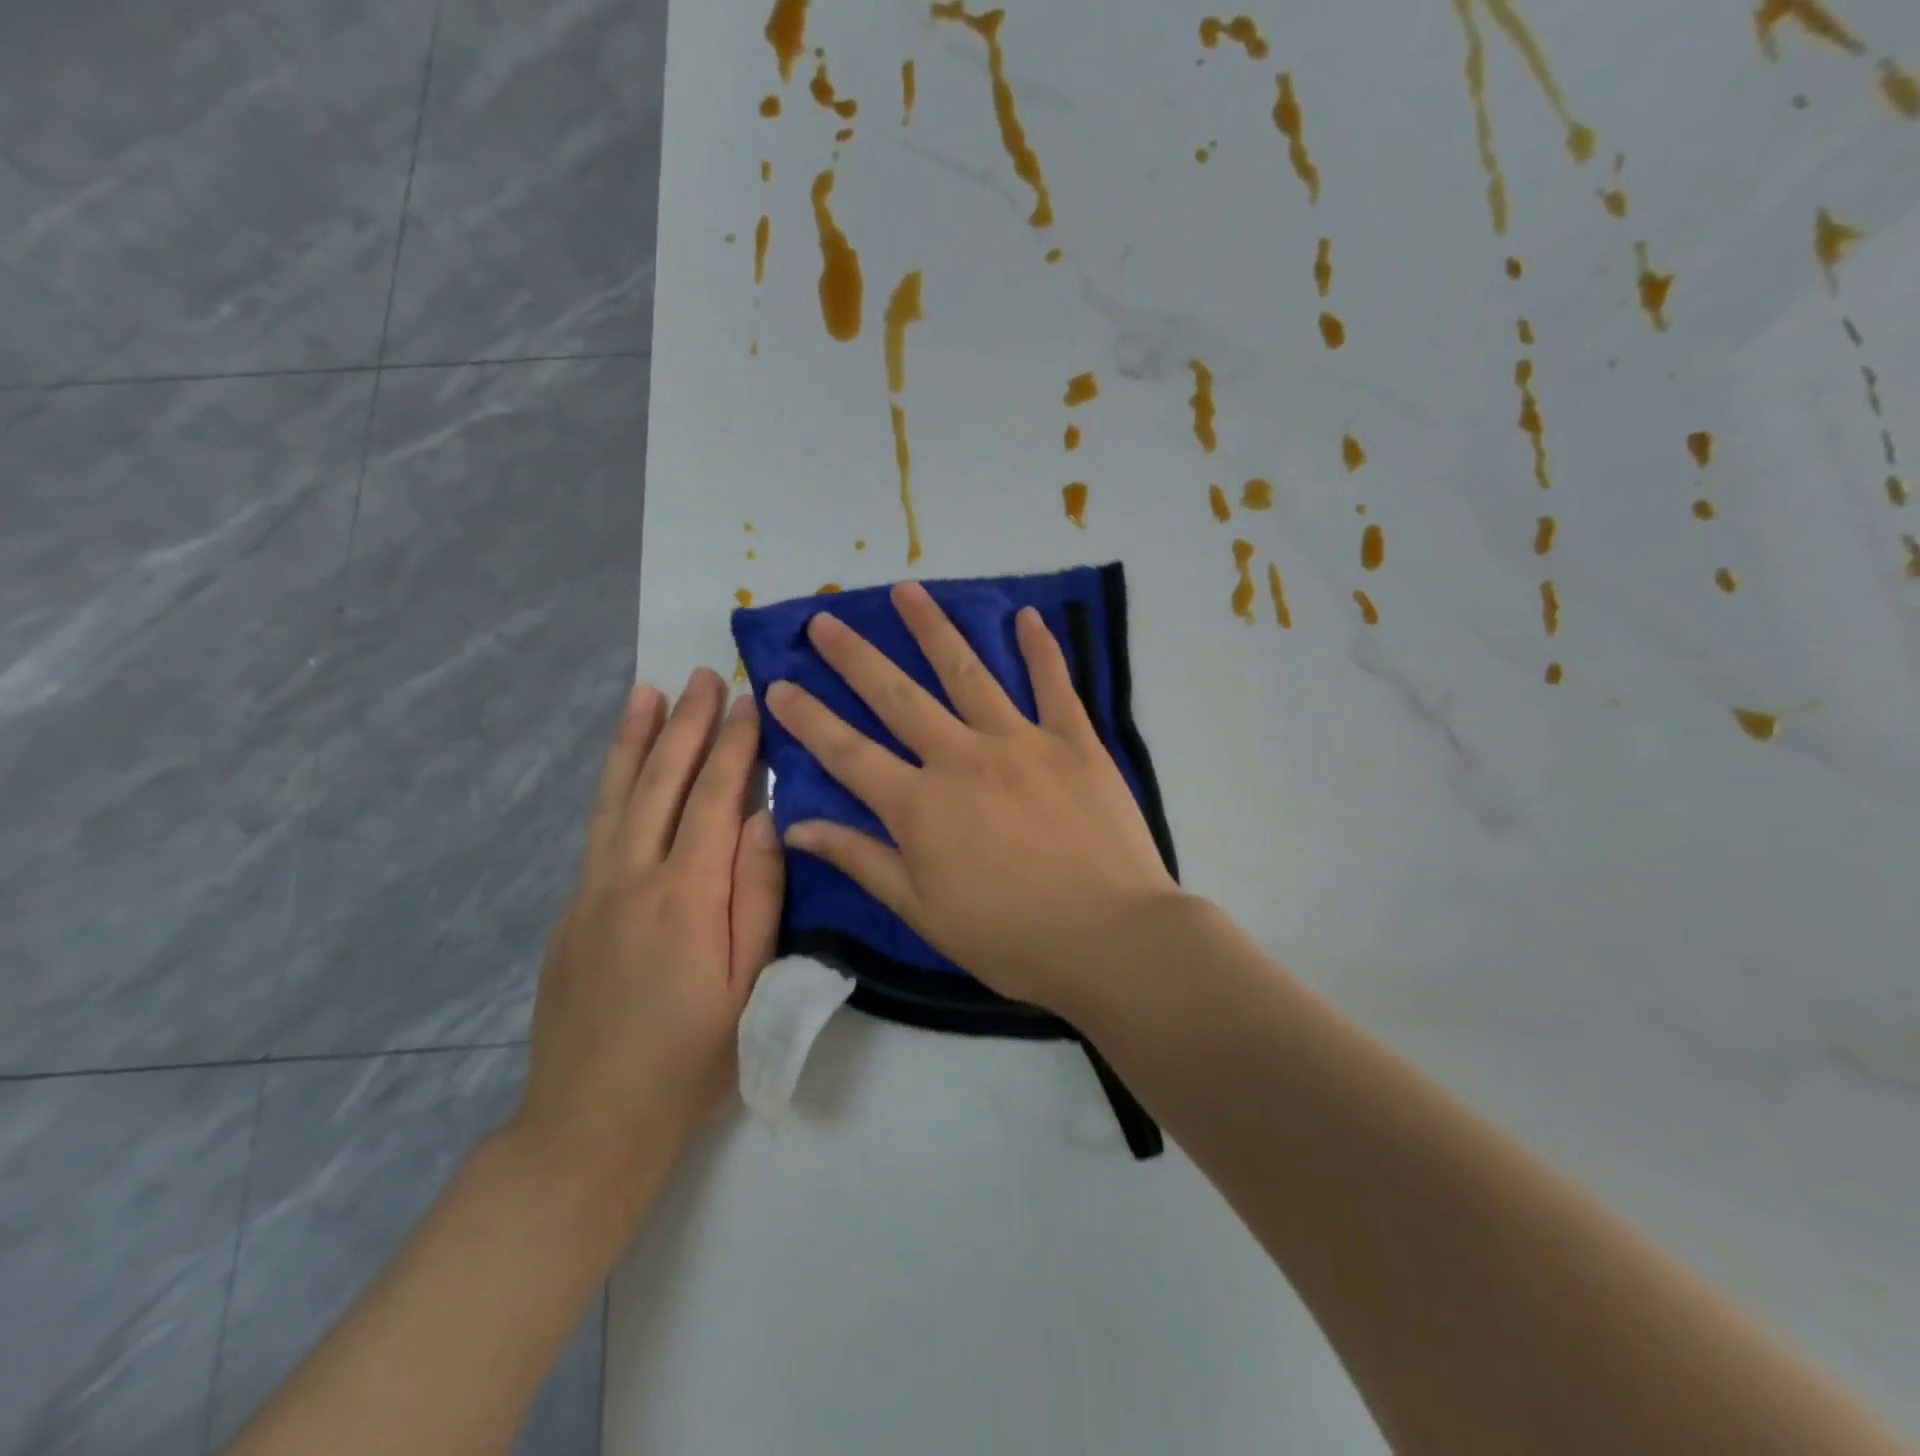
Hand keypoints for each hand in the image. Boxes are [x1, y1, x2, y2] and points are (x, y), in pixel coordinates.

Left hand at [513, 670, 783, 1200]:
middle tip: (703, 676)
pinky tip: (622, 769)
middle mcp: (631, 879)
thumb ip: (759, 896)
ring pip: (616, 797)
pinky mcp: (571, 911)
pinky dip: (612, 785)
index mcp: (685, 897)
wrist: (591, 1123)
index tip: (747, 700)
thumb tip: (764, 818)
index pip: (713, 799)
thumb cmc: (692, 1059)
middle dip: (685, 725)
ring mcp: (592, 892)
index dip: (732, 746)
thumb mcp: (750, 986)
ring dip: (634, 739)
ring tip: (645, 691)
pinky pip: (598, 829)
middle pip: (661, 783)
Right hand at [764, 582, 1178, 1018]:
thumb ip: (862, 860)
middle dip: (855, 657)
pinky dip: (1040, 648)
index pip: (847, 752)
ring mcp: (1022, 741)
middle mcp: (962, 757)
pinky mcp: (1075, 741)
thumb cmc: (1010, 938)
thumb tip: (797, 826)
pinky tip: (1026, 614)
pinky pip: (1054, 684)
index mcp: (920, 805)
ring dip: (933, 629)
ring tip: (906, 590)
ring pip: (968, 673)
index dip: (808, 719)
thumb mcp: (922, 912)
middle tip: (824, 619)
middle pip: (898, 696)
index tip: (777, 684)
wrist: (1111, 938)